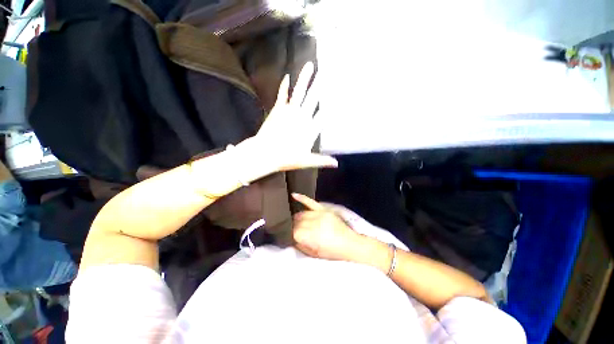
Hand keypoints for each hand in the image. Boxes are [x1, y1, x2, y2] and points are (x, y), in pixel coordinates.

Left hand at [239, 63, 336, 180]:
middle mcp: (302, 117)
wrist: (265, 153)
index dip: (331, 106)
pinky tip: (287, 76)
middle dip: (321, 86)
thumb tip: (336, 164)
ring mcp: (289, 112)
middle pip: (314, 99)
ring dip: (305, 79)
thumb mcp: (306, 161)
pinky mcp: (278, 110)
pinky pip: (283, 95)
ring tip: (310, 65)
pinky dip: (284, 86)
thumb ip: (322, 160)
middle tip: (328, 73)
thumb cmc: (286, 158)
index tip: (339, 96)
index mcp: (309, 129)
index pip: (324, 115)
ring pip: (299, 92)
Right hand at [291, 193, 365, 261]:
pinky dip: (302, 198)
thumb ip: (301, 246)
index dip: (291, 235)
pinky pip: (311, 202)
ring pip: (302, 213)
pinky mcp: (324, 210)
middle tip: (293, 231)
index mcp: (312, 236)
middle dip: (293, 227)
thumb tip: (292, 238)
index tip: (290, 237)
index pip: (294, 231)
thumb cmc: (333, 252)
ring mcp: (320, 214)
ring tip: (295, 222)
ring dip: (297, 218)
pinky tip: (294, 195)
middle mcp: (315, 223)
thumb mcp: (315, 255)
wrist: (351, 244)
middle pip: (297, 222)